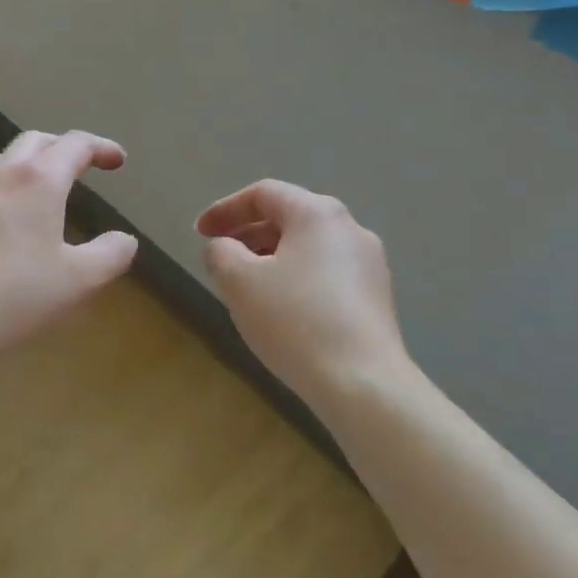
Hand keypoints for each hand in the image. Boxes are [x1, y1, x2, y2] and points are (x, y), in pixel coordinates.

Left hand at [0, 130, 138, 371]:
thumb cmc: (15, 297)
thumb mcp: (79, 281)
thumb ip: (111, 255)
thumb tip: (124, 240)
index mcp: (38, 180)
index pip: (75, 145)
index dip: (101, 148)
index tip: (118, 161)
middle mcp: (1, 175)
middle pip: (36, 141)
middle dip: (64, 147)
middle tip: (83, 167)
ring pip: (4, 160)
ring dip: (32, 164)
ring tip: (46, 190)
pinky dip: (6, 187)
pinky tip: (8, 220)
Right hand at [197, 180, 408, 399]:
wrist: (363, 383)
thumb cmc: (295, 321)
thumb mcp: (240, 282)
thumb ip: (220, 253)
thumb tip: (222, 248)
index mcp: (317, 213)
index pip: (263, 194)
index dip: (225, 209)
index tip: (200, 232)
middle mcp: (350, 228)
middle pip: (289, 218)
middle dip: (248, 235)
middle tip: (220, 259)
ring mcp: (369, 264)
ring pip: (308, 248)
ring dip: (272, 259)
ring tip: (246, 288)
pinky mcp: (377, 297)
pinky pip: (327, 274)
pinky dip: (297, 280)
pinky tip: (282, 312)